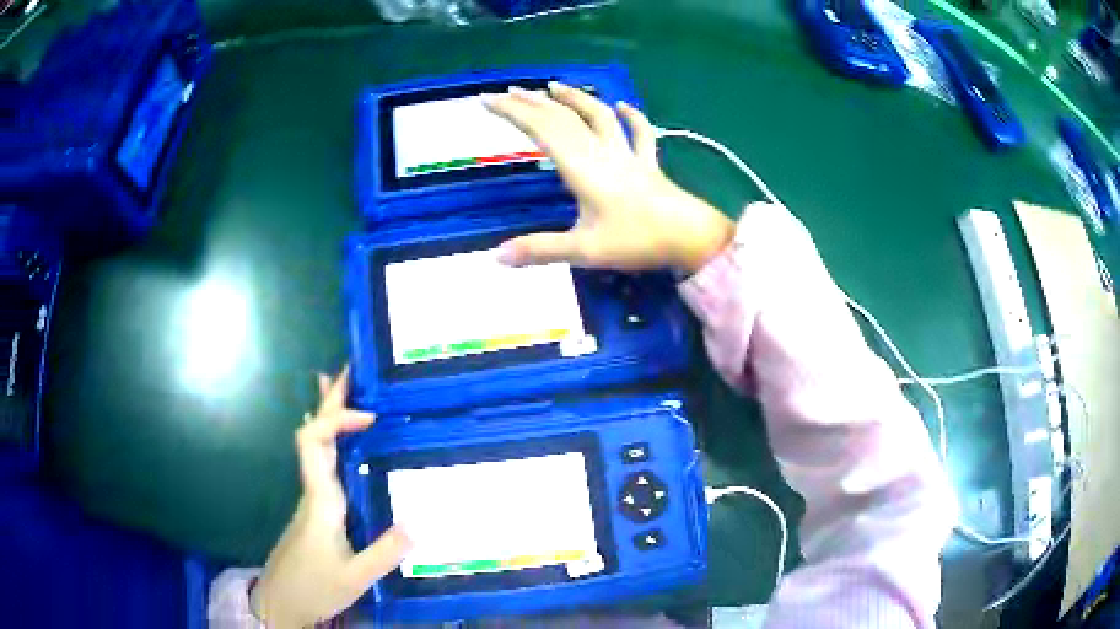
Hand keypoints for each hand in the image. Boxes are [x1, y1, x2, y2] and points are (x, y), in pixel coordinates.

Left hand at [252, 366, 409, 628]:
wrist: (282, 602)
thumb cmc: (314, 587)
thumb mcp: (355, 577)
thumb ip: (384, 553)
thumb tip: (418, 521)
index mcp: (320, 499)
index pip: (315, 441)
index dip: (337, 418)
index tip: (370, 414)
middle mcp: (313, 490)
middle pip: (312, 434)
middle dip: (330, 401)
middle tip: (350, 370)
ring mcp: (311, 499)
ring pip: (315, 446)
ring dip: (327, 416)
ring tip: (340, 390)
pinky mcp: (315, 510)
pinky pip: (321, 463)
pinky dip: (329, 442)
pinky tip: (334, 444)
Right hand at [485, 82, 733, 273]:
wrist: (690, 237)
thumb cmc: (636, 241)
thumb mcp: (584, 250)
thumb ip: (540, 250)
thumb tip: (496, 257)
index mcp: (581, 167)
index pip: (541, 130)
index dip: (513, 112)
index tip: (488, 100)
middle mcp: (601, 152)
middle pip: (564, 118)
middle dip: (533, 102)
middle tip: (509, 91)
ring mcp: (627, 155)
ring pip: (599, 116)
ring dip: (575, 98)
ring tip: (554, 86)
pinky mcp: (648, 163)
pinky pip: (640, 133)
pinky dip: (632, 117)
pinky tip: (624, 106)